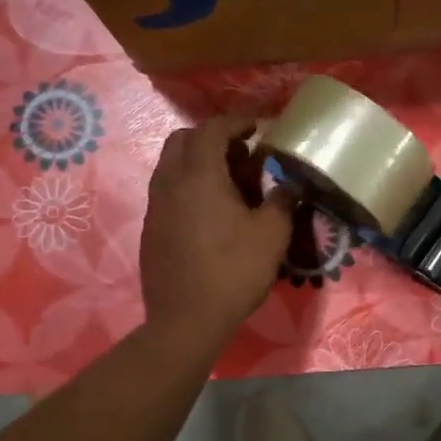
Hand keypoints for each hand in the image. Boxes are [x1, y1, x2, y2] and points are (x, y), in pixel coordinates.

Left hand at [140, 115, 293, 346]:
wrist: (186, 320)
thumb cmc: (234, 271)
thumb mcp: (272, 235)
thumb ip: (282, 201)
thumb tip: (289, 185)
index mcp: (199, 175)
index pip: (212, 129)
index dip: (236, 121)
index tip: (257, 126)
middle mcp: (170, 182)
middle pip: (182, 140)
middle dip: (211, 137)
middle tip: (241, 154)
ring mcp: (155, 206)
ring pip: (171, 165)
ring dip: (198, 162)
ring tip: (229, 183)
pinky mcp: (150, 229)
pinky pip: (167, 191)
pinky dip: (188, 186)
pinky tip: (211, 213)